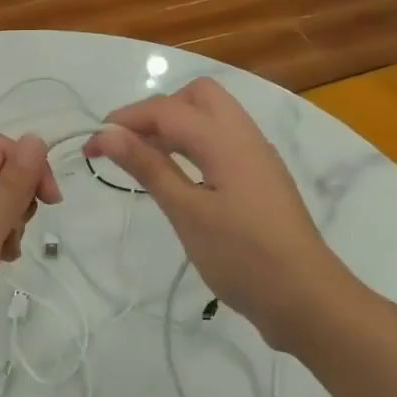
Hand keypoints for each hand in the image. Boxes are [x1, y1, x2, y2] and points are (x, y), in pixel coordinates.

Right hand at [85, 78, 351, 351]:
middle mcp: (246, 137)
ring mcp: (257, 158)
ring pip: (212, 118)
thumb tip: (108, 134)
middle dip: (156, 112)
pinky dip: (193, 146)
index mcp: (227, 140)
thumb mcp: (187, 212)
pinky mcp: (260, 180)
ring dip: (175, 128)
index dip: (124, 121)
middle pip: (197, 97)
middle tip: (128, 147)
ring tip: (145, 161)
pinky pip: (223, 143)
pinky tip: (179, 178)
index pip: (167, 110)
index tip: (91, 147)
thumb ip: (149, 167)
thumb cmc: (242, 256)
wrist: (305, 298)